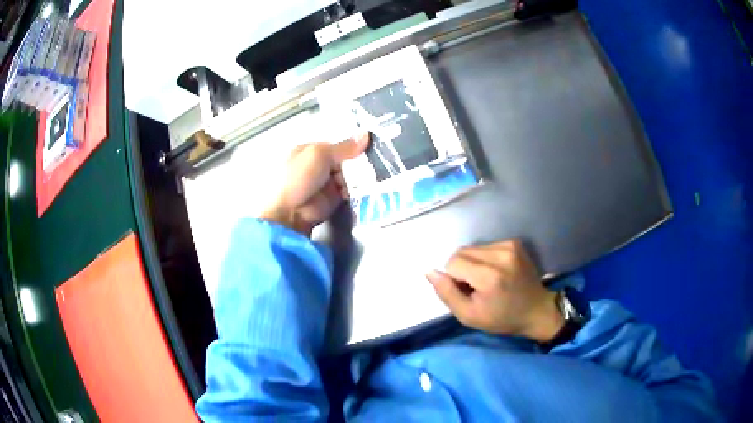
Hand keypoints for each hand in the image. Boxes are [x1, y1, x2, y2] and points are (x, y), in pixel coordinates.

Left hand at [260, 133, 369, 235]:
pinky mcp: (333, 198)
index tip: (370, 147)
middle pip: (345, 161)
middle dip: (358, 162)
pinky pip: (349, 191)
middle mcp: (318, 165)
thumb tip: (366, 133)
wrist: (290, 212)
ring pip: (349, 175)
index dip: (352, 147)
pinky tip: (370, 187)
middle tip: (375, 164)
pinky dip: (358, 190)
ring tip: (376, 176)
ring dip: (360, 177)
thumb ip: (344, 147)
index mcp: (310, 151)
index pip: (337, 146)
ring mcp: (326, 182)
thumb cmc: (299, 177)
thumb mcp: (320, 155)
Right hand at [426, 240, 563, 342]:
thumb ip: (447, 294)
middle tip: (475, 287)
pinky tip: (495, 271)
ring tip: (486, 280)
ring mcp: (509, 246)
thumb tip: (430, 272)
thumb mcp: (469, 316)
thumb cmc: (502, 318)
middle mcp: (500, 255)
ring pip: (473, 248)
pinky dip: (484, 258)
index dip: (454, 279)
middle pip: (461, 252)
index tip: (467, 292)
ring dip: (472, 263)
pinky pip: (486, 246)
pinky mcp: (514, 242)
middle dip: (461, 269)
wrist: (536, 310)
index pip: (453, 263)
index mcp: (489, 276)